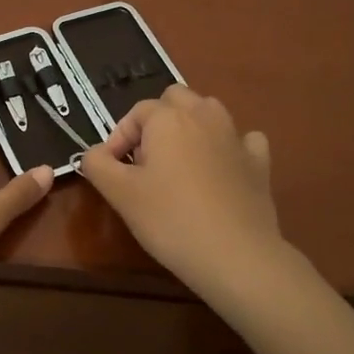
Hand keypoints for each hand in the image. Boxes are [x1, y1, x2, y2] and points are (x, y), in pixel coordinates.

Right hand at [78, 85, 290, 312]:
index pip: (136, 112)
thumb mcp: (119, 194)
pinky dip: (229, 148)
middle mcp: (204, 115)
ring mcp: (236, 136)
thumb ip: (97, 164)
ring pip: (209, 113)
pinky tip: (221, 171)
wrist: (235, 254)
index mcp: (168, 118)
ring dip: (191, 128)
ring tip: (179, 164)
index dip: (118, 138)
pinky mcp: (259, 161)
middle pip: (175, 99)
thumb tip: (94, 153)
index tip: (112, 170)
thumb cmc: (170, 219)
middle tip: (146, 160)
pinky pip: (242, 140)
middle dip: (157, 121)